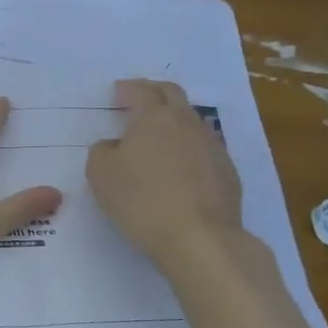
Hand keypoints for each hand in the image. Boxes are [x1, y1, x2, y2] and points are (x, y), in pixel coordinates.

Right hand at [87, 79, 244, 268]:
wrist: (199, 237)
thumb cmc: (141, 200)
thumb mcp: (100, 174)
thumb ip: (102, 151)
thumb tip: (114, 146)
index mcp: (154, 117)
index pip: (141, 91)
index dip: (127, 89)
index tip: (117, 92)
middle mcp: (187, 123)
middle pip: (172, 95)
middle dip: (154, 92)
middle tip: (139, 99)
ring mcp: (212, 146)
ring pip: (191, 121)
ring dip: (174, 120)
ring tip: (159, 135)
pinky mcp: (227, 172)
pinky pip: (203, 149)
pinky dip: (188, 148)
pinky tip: (179, 167)